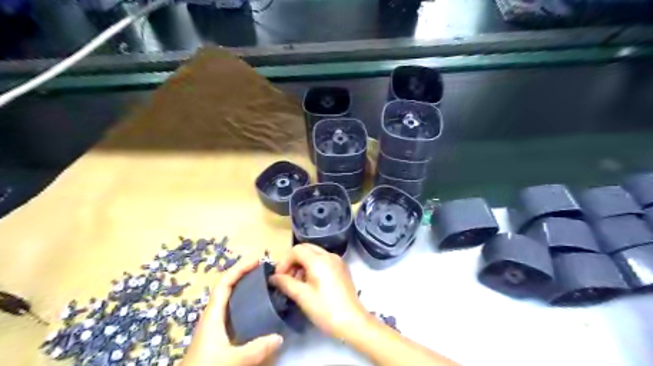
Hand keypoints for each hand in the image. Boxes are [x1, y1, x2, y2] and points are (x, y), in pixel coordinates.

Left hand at [181, 258, 283, 364]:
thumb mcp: (231, 360)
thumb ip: (255, 349)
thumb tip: (279, 337)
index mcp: (212, 315)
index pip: (224, 283)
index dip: (239, 268)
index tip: (256, 260)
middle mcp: (213, 316)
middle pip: (227, 287)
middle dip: (244, 275)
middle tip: (264, 270)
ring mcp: (214, 326)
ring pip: (230, 300)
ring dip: (244, 288)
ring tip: (263, 284)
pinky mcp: (217, 336)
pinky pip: (233, 311)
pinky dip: (244, 303)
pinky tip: (256, 310)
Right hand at [270, 243, 371, 339]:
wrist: (353, 322)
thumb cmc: (325, 309)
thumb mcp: (302, 297)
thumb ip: (286, 283)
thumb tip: (273, 277)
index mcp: (319, 260)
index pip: (297, 250)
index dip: (284, 261)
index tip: (278, 277)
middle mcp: (329, 255)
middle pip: (306, 249)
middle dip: (293, 261)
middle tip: (286, 278)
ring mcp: (337, 261)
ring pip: (314, 254)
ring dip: (302, 264)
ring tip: (296, 283)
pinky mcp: (341, 269)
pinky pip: (323, 261)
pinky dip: (313, 267)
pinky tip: (309, 283)